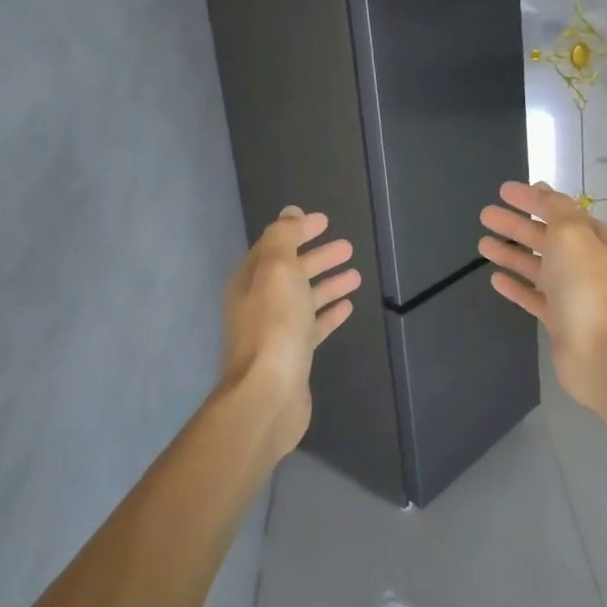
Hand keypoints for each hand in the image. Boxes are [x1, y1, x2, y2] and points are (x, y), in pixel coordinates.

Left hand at [218, 207, 361, 453]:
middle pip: (291, 271)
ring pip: (304, 298)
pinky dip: (329, 313)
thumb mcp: (276, 269)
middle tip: (347, 247)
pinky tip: (348, 306)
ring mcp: (275, 331)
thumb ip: (283, 237)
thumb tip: (290, 213)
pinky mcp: (293, 355)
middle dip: (318, 257)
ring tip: (356, 274)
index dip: (297, 231)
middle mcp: (258, 303)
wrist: (268, 393)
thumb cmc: (274, 325)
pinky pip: (313, 325)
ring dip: (328, 284)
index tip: (324, 221)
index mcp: (250, 280)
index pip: (274, 246)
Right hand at [478, 181, 606, 409]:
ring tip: (482, 243)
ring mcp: (571, 293)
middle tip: (485, 214)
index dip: (533, 199)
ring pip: (536, 266)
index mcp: (595, 240)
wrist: (597, 350)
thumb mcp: (571, 233)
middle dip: (516, 225)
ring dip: (510, 253)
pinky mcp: (558, 320)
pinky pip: (532, 296)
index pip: (561, 211)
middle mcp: (585, 264)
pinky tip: (494, 278)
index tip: (504, 191)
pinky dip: (515, 284)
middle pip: (546, 237)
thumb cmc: (584, 285)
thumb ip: (555, 209)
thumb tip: (543, 191)